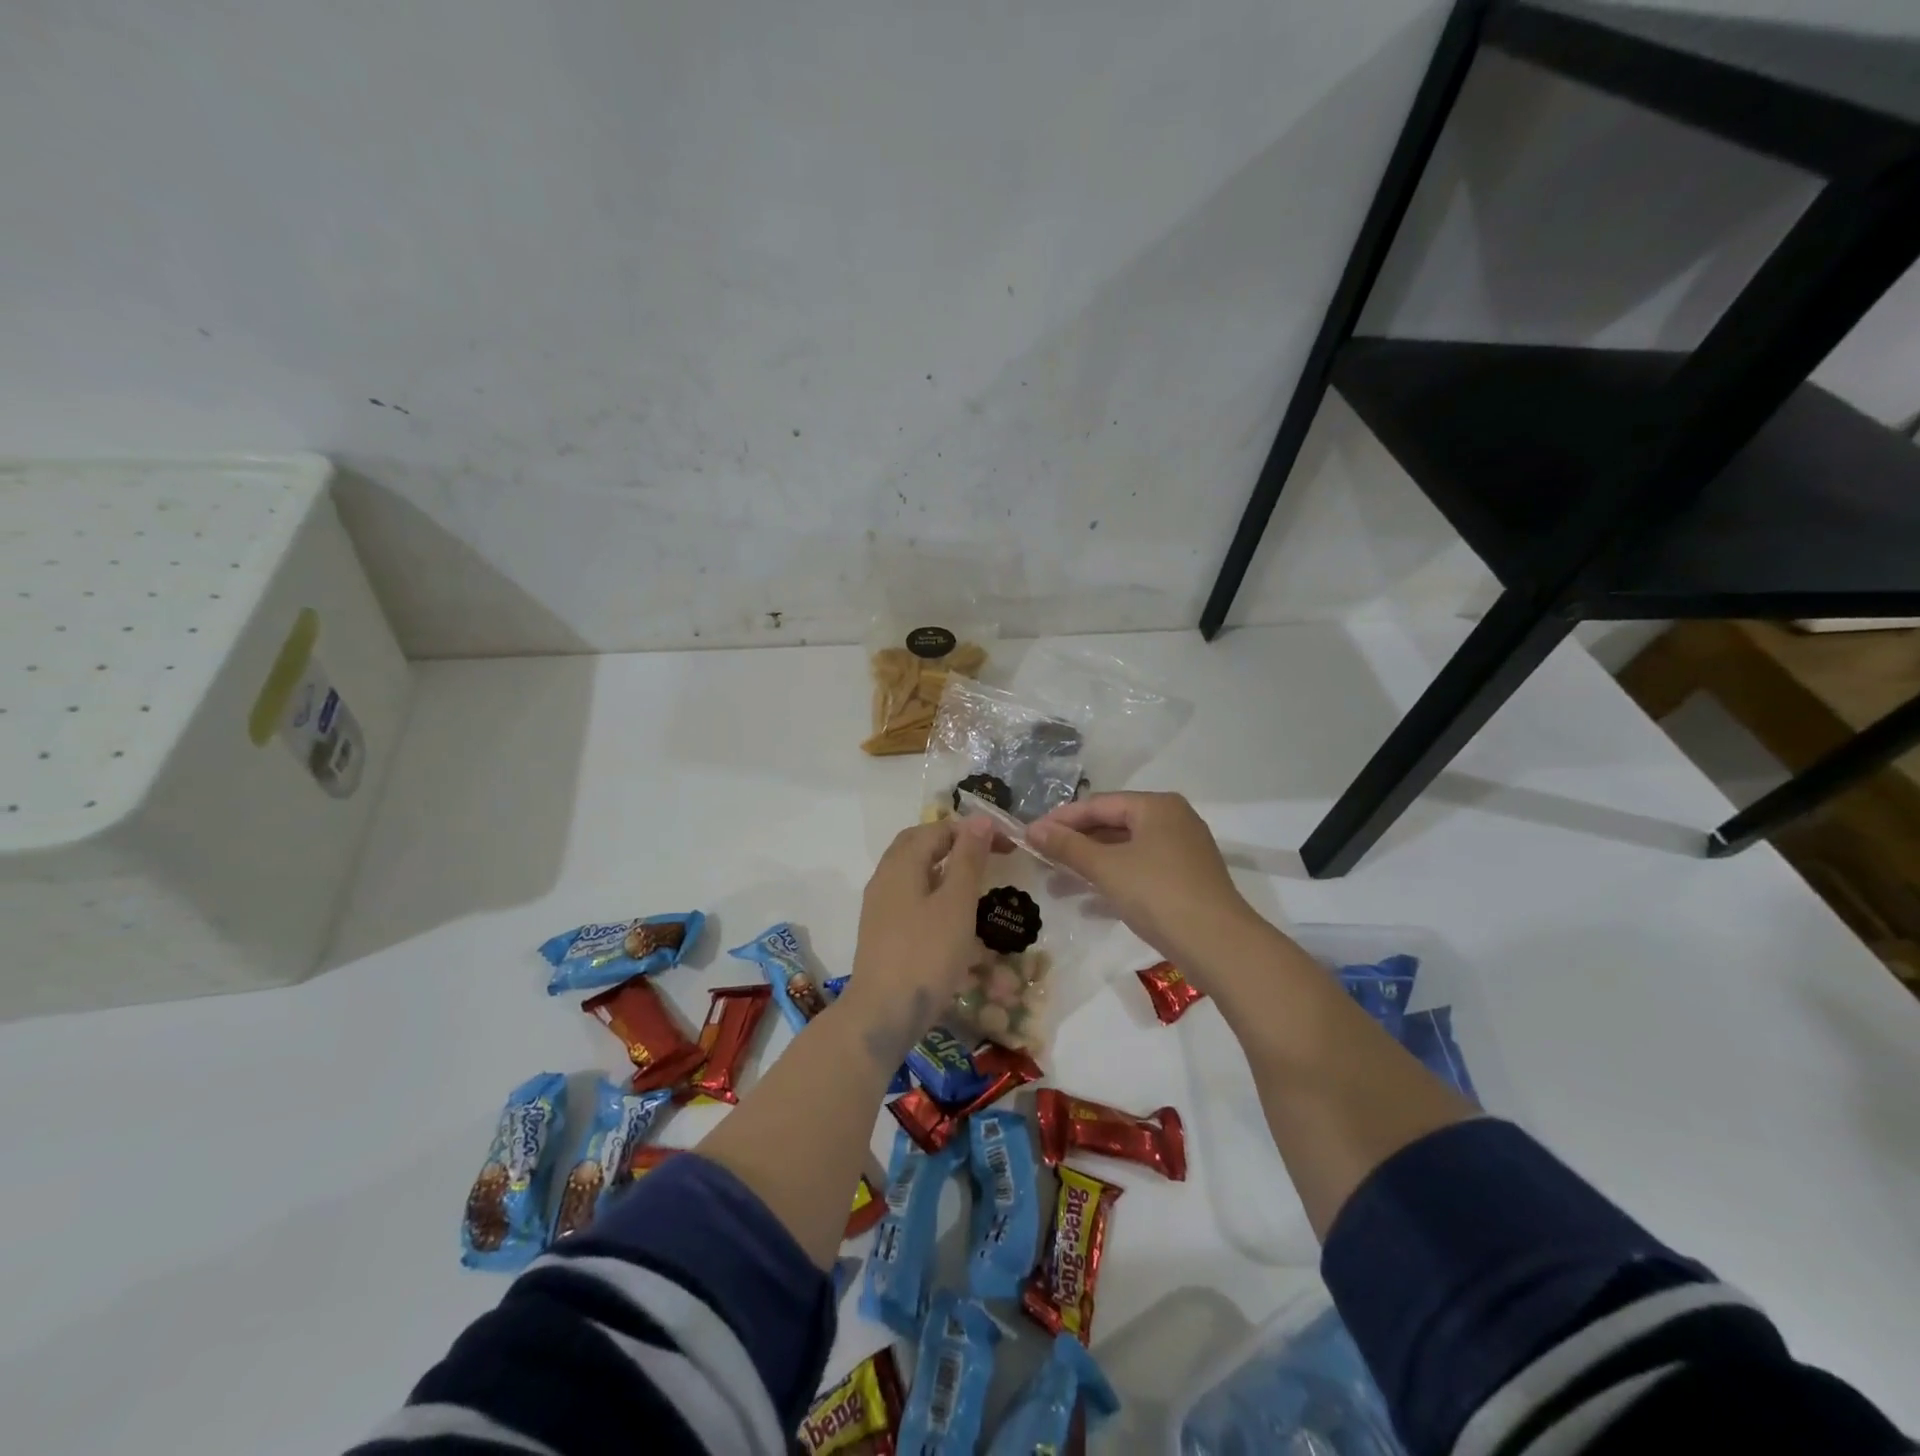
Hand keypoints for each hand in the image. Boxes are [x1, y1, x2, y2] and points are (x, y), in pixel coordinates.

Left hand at [846, 816, 995, 1044]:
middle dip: (954, 841)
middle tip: (988, 854)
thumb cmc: (926, 954)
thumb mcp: (956, 904)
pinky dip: (933, 889)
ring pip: (912, 869)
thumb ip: (968, 860)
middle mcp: (885, 876)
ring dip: (943, 865)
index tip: (1006, 845)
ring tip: (974, 880)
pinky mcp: (882, 930)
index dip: (973, 830)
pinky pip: (909, 894)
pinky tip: (951, 912)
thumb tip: (979, 820)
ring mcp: (879, 905)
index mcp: (902, 863)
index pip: (938, 829)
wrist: (883, 1013)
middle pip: (918, 844)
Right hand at [1028, 792, 1255, 975]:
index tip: (1030, 835)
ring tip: (1056, 884)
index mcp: (1156, 806)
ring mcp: (1181, 851)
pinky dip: (1113, 881)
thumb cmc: (1158, 894)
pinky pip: (1139, 871)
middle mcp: (1171, 820)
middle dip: (1075, 845)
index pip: (1098, 804)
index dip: (1061, 820)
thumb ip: (1068, 846)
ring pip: (1124, 851)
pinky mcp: (1185, 880)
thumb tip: (1033, 830)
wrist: (1219, 945)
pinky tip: (1087, 904)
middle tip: (1040, 859)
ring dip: (1089, 866)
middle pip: (1112, 825)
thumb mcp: (1106, 868)